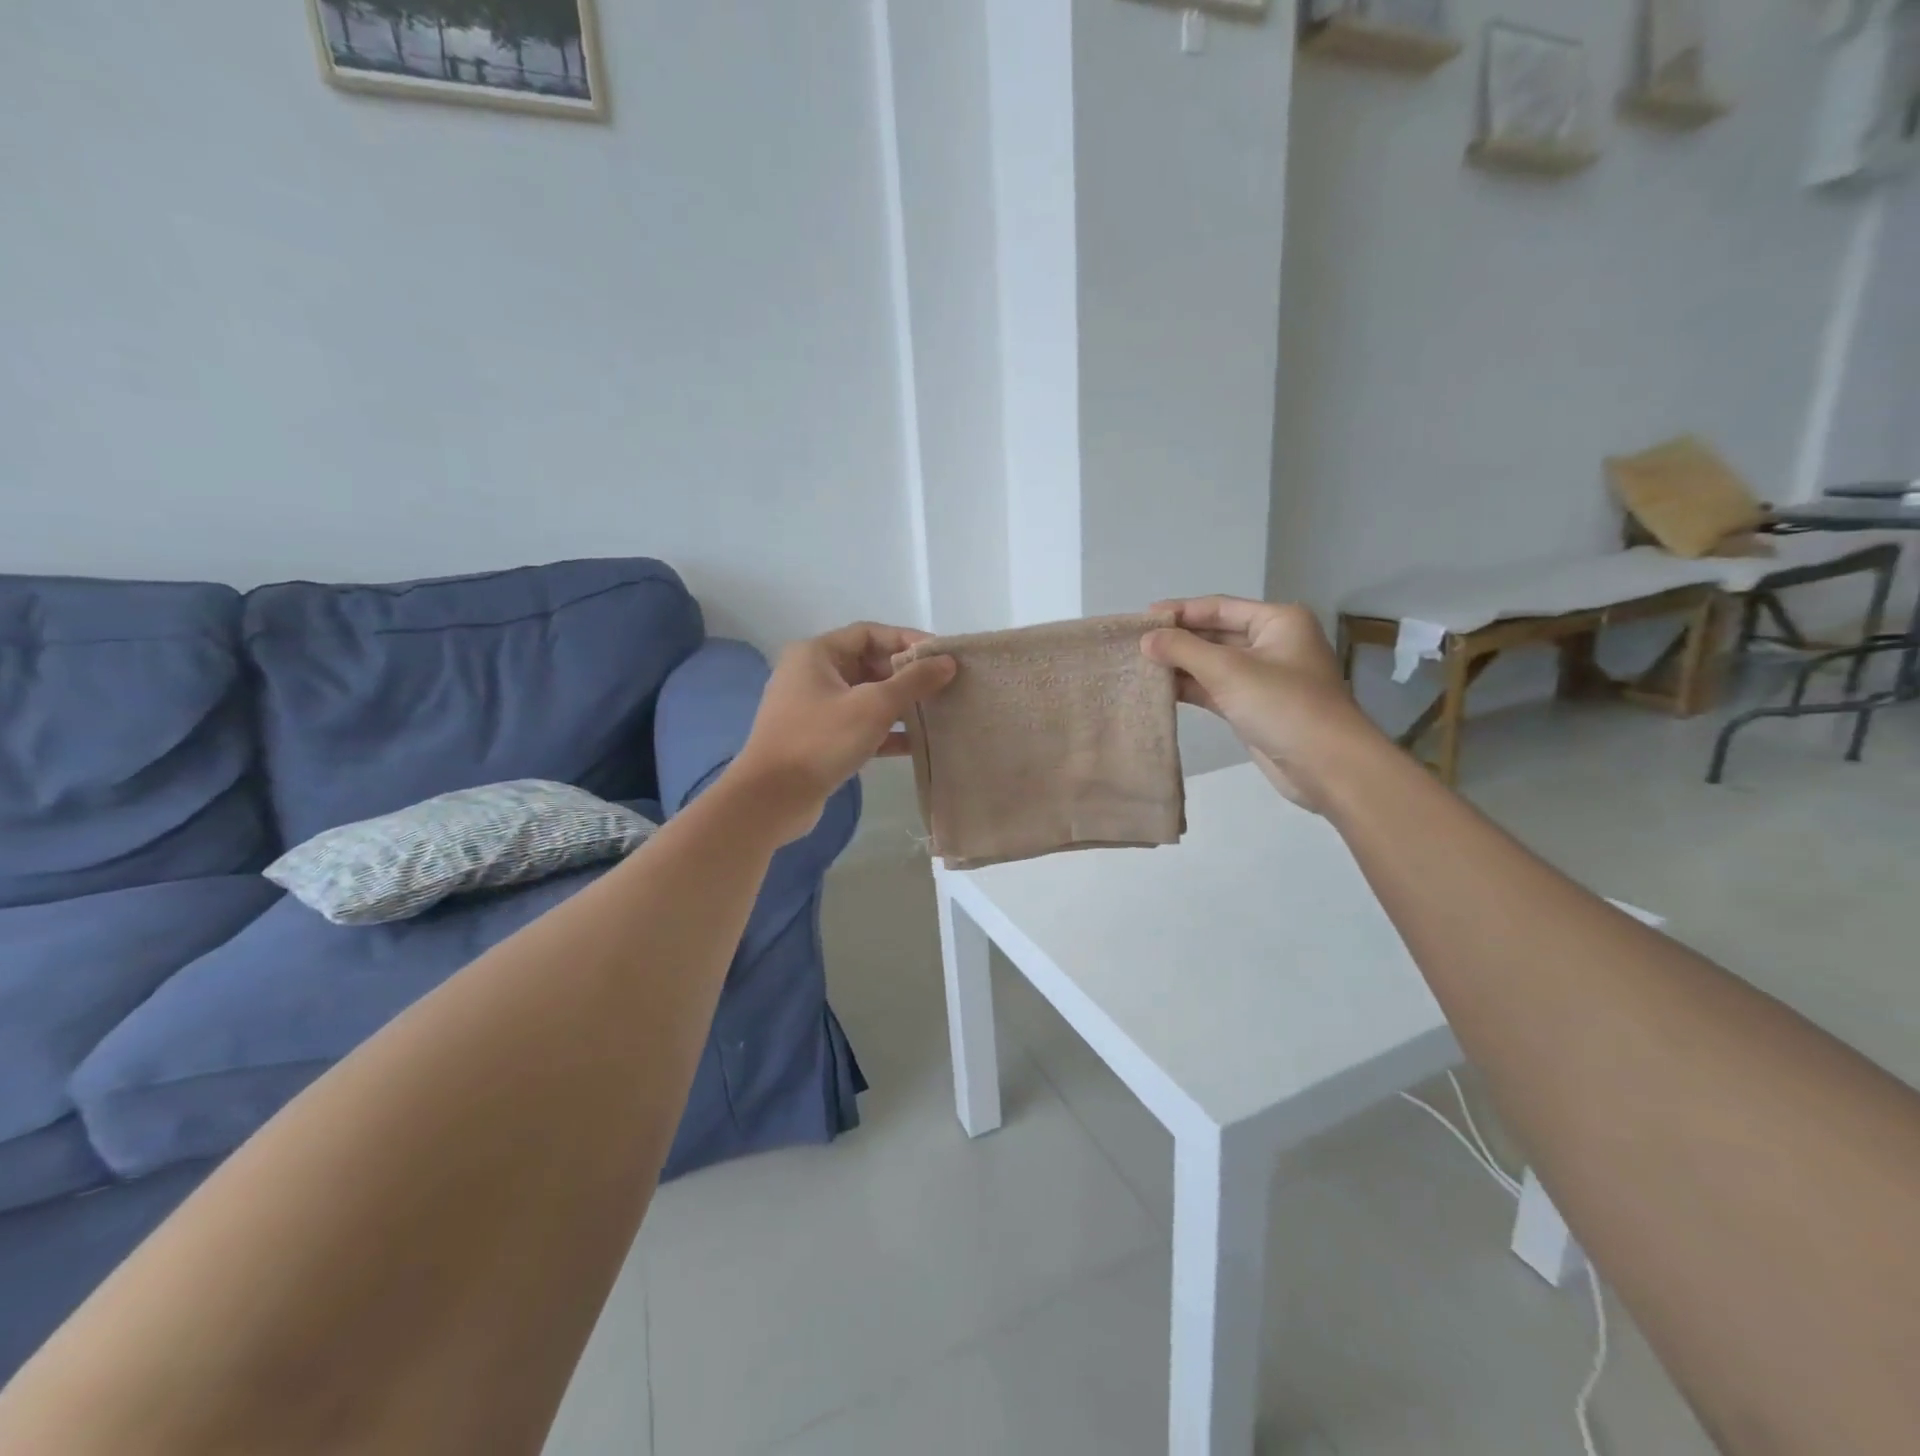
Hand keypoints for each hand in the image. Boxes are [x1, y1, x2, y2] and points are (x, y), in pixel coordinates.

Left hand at [729, 622, 956, 840]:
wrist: (772, 798)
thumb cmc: (820, 740)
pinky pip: (858, 725)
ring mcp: (813, 708)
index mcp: (817, 654)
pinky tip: (916, 744)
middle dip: (906, 675)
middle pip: (868, 664)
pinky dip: (885, 732)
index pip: (870, 633)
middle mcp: (812, 674)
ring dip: (899, 705)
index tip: (941, 656)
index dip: (907, 640)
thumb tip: (947, 662)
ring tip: (937, 713)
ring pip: (865, 697)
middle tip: (944, 686)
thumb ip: (913, 682)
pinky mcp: (819, 739)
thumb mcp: (873, 706)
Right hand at [1141, 597, 1380, 809]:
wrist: (1327, 766)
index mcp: (1277, 621)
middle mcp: (1272, 643)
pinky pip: (1214, 689)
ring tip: (1138, 666)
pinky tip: (1159, 689)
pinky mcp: (1253, 707)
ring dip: (1179, 665)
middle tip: (1134, 644)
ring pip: (1212, 664)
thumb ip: (1183, 650)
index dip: (1179, 611)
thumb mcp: (1229, 670)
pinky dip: (1189, 688)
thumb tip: (1145, 639)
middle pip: (1215, 633)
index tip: (1141, 619)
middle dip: (1177, 639)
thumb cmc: (1283, 705)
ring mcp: (1263, 677)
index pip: (1219, 607)